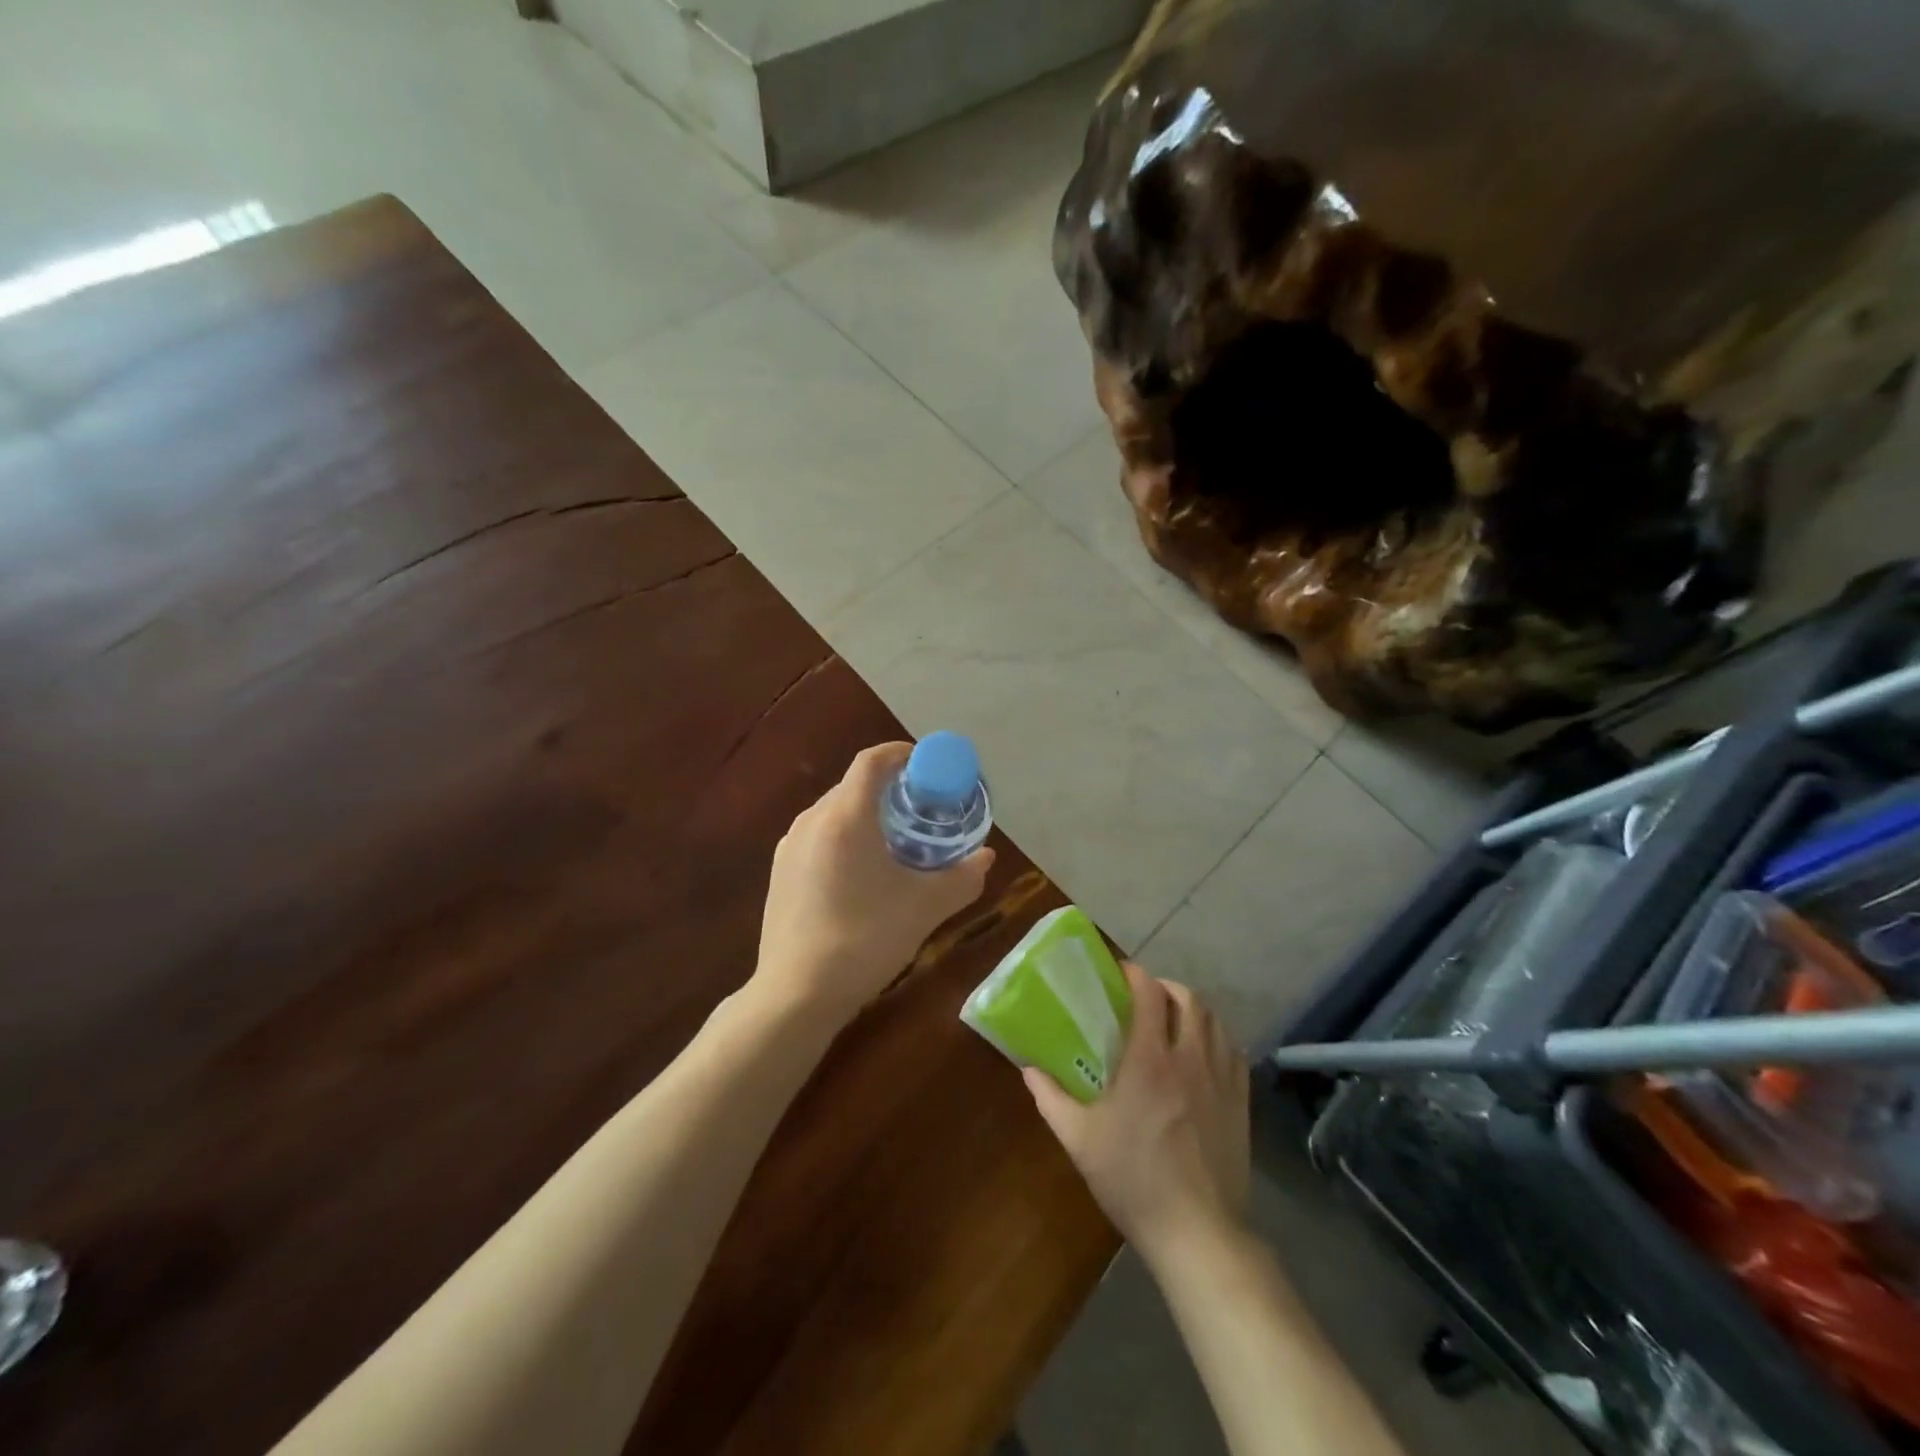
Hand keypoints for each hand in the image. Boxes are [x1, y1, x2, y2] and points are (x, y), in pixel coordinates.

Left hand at [754, 742, 993, 1025]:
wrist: (796, 994)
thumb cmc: (865, 939)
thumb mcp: (924, 908)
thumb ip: (962, 878)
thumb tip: (987, 857)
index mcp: (845, 816)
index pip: (872, 761)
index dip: (902, 754)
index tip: (929, 767)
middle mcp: (812, 820)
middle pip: (855, 785)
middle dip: (891, 789)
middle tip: (923, 810)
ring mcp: (789, 846)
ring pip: (835, 812)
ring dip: (867, 815)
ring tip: (897, 842)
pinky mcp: (779, 872)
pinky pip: (819, 837)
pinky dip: (845, 838)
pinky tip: (862, 874)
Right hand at [1024, 963, 1249, 1259]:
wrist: (1197, 1232)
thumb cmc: (1132, 1179)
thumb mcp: (1078, 1139)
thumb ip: (1050, 1097)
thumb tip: (1028, 1068)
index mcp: (1149, 1060)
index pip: (1149, 994)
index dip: (1136, 974)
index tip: (1121, 973)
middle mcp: (1190, 1058)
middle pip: (1189, 999)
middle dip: (1167, 987)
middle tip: (1147, 997)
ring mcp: (1221, 1080)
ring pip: (1216, 1022)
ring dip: (1194, 1010)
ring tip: (1175, 1020)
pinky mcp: (1241, 1103)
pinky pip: (1234, 1052)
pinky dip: (1218, 1039)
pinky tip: (1204, 1054)